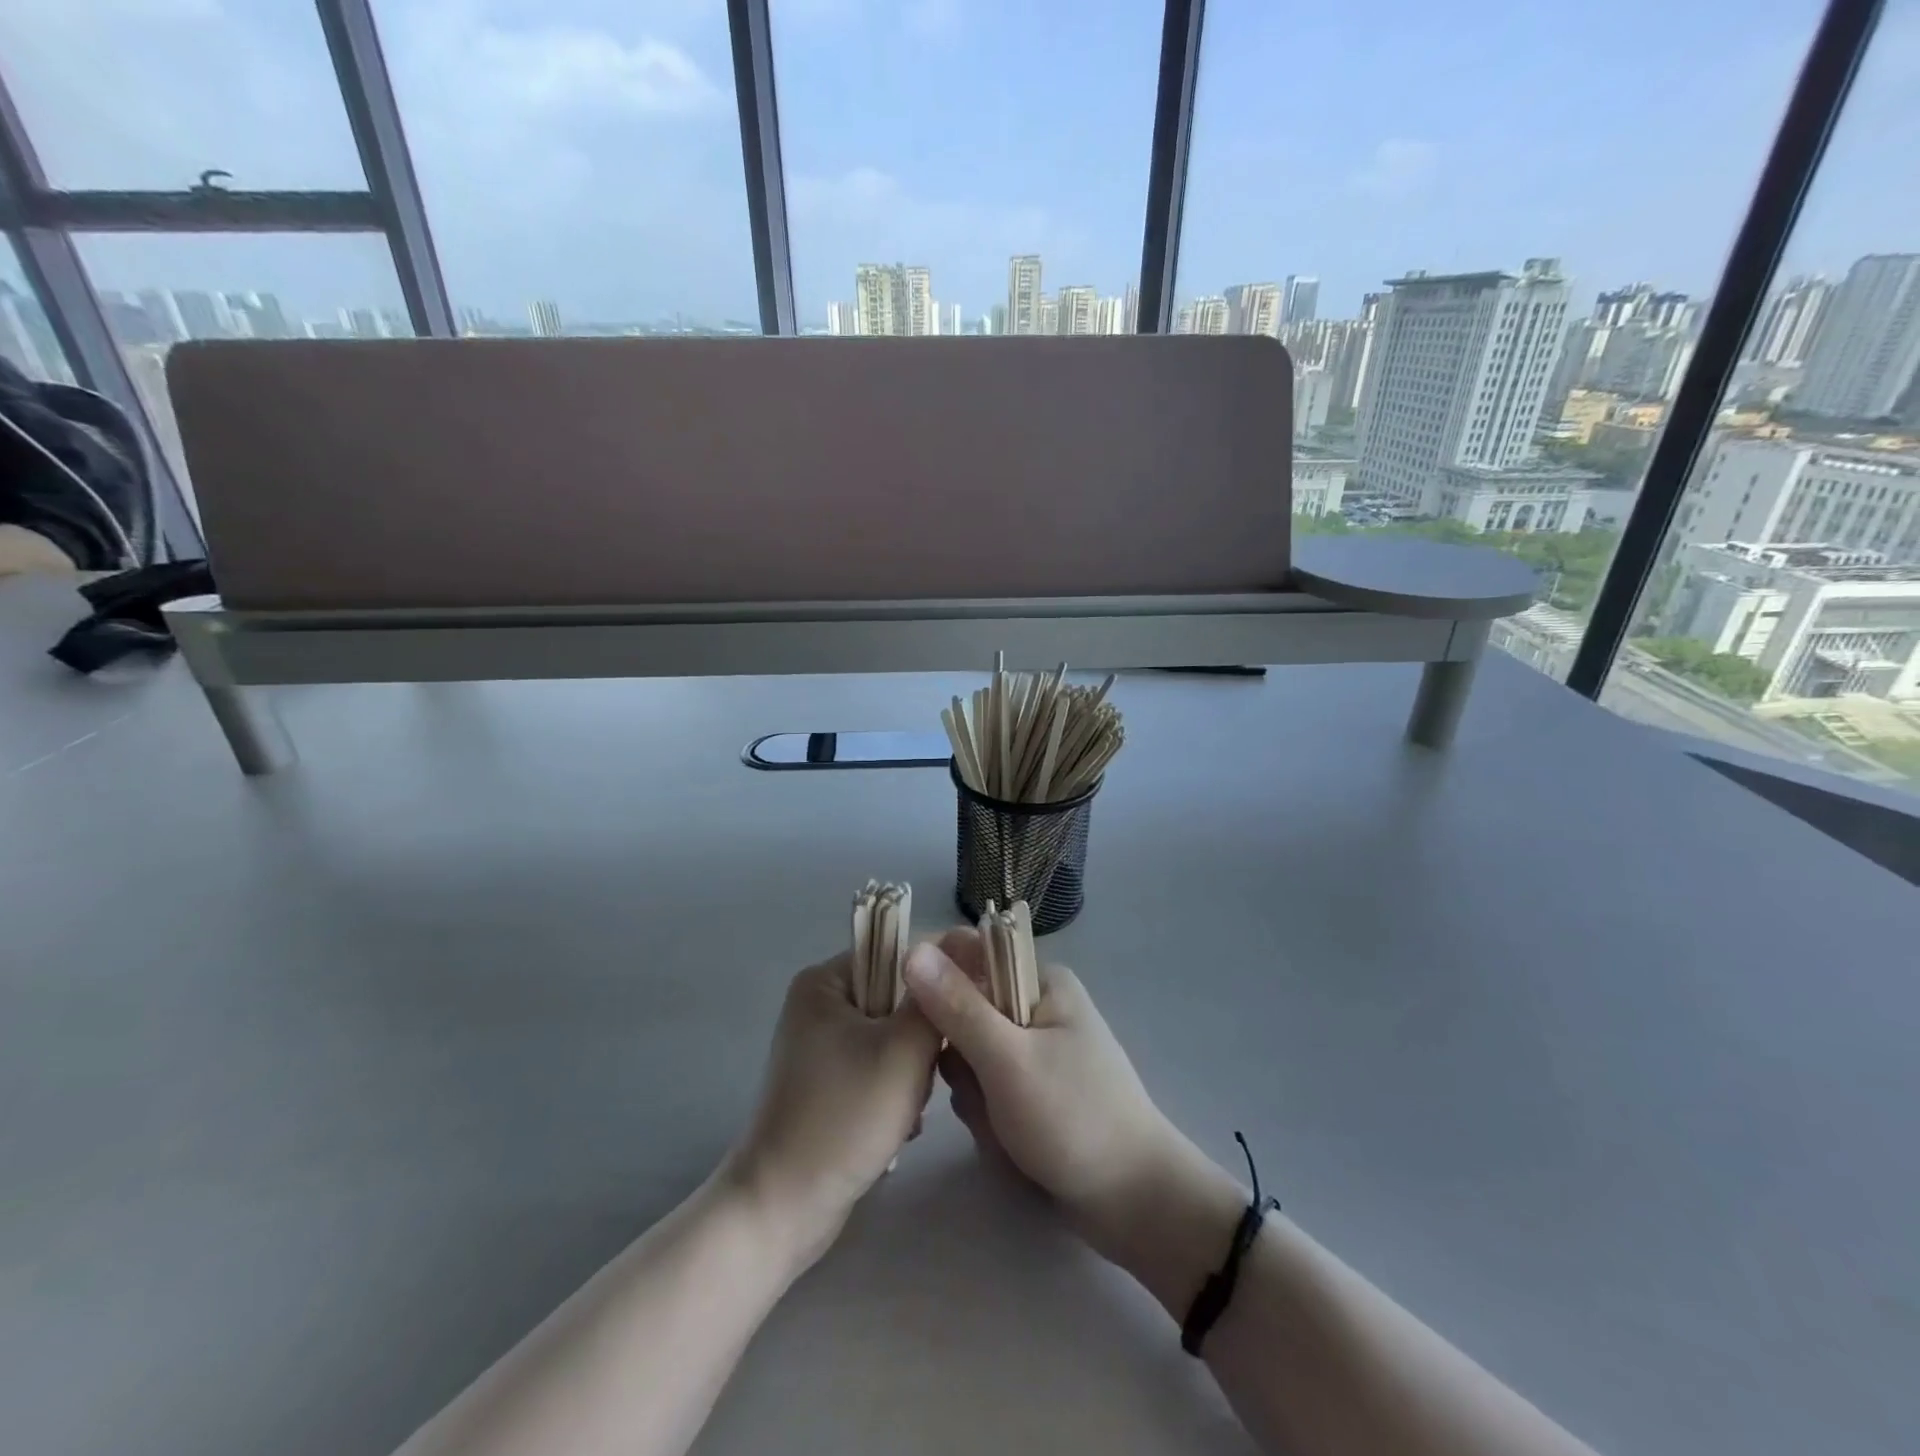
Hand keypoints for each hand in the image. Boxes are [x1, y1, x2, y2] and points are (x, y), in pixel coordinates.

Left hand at [722, 954, 940, 1271]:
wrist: (783, 1209)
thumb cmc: (844, 1119)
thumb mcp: (903, 1052)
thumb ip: (935, 999)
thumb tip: (963, 945)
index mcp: (826, 980)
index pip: (900, 953)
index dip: (941, 977)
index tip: (969, 1011)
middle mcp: (820, 1002)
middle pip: (898, 998)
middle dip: (920, 1039)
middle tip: (924, 1076)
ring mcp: (821, 1044)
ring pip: (894, 1036)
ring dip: (912, 1071)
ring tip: (909, 1109)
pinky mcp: (827, 1080)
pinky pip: (878, 1065)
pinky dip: (895, 1091)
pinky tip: (899, 1126)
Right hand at [903, 931, 1198, 1262]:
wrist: (1133, 1203)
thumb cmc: (1073, 1118)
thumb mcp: (1007, 1059)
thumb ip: (956, 1006)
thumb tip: (911, 949)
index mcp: (1040, 980)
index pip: (966, 957)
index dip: (939, 991)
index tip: (934, 1035)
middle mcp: (1036, 1006)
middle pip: (962, 1016)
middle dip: (964, 1066)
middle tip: (987, 1098)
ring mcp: (1034, 1050)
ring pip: (969, 1060)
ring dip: (976, 1100)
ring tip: (1005, 1130)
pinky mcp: (1032, 1089)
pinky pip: (987, 1091)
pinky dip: (991, 1119)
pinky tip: (1011, 1146)